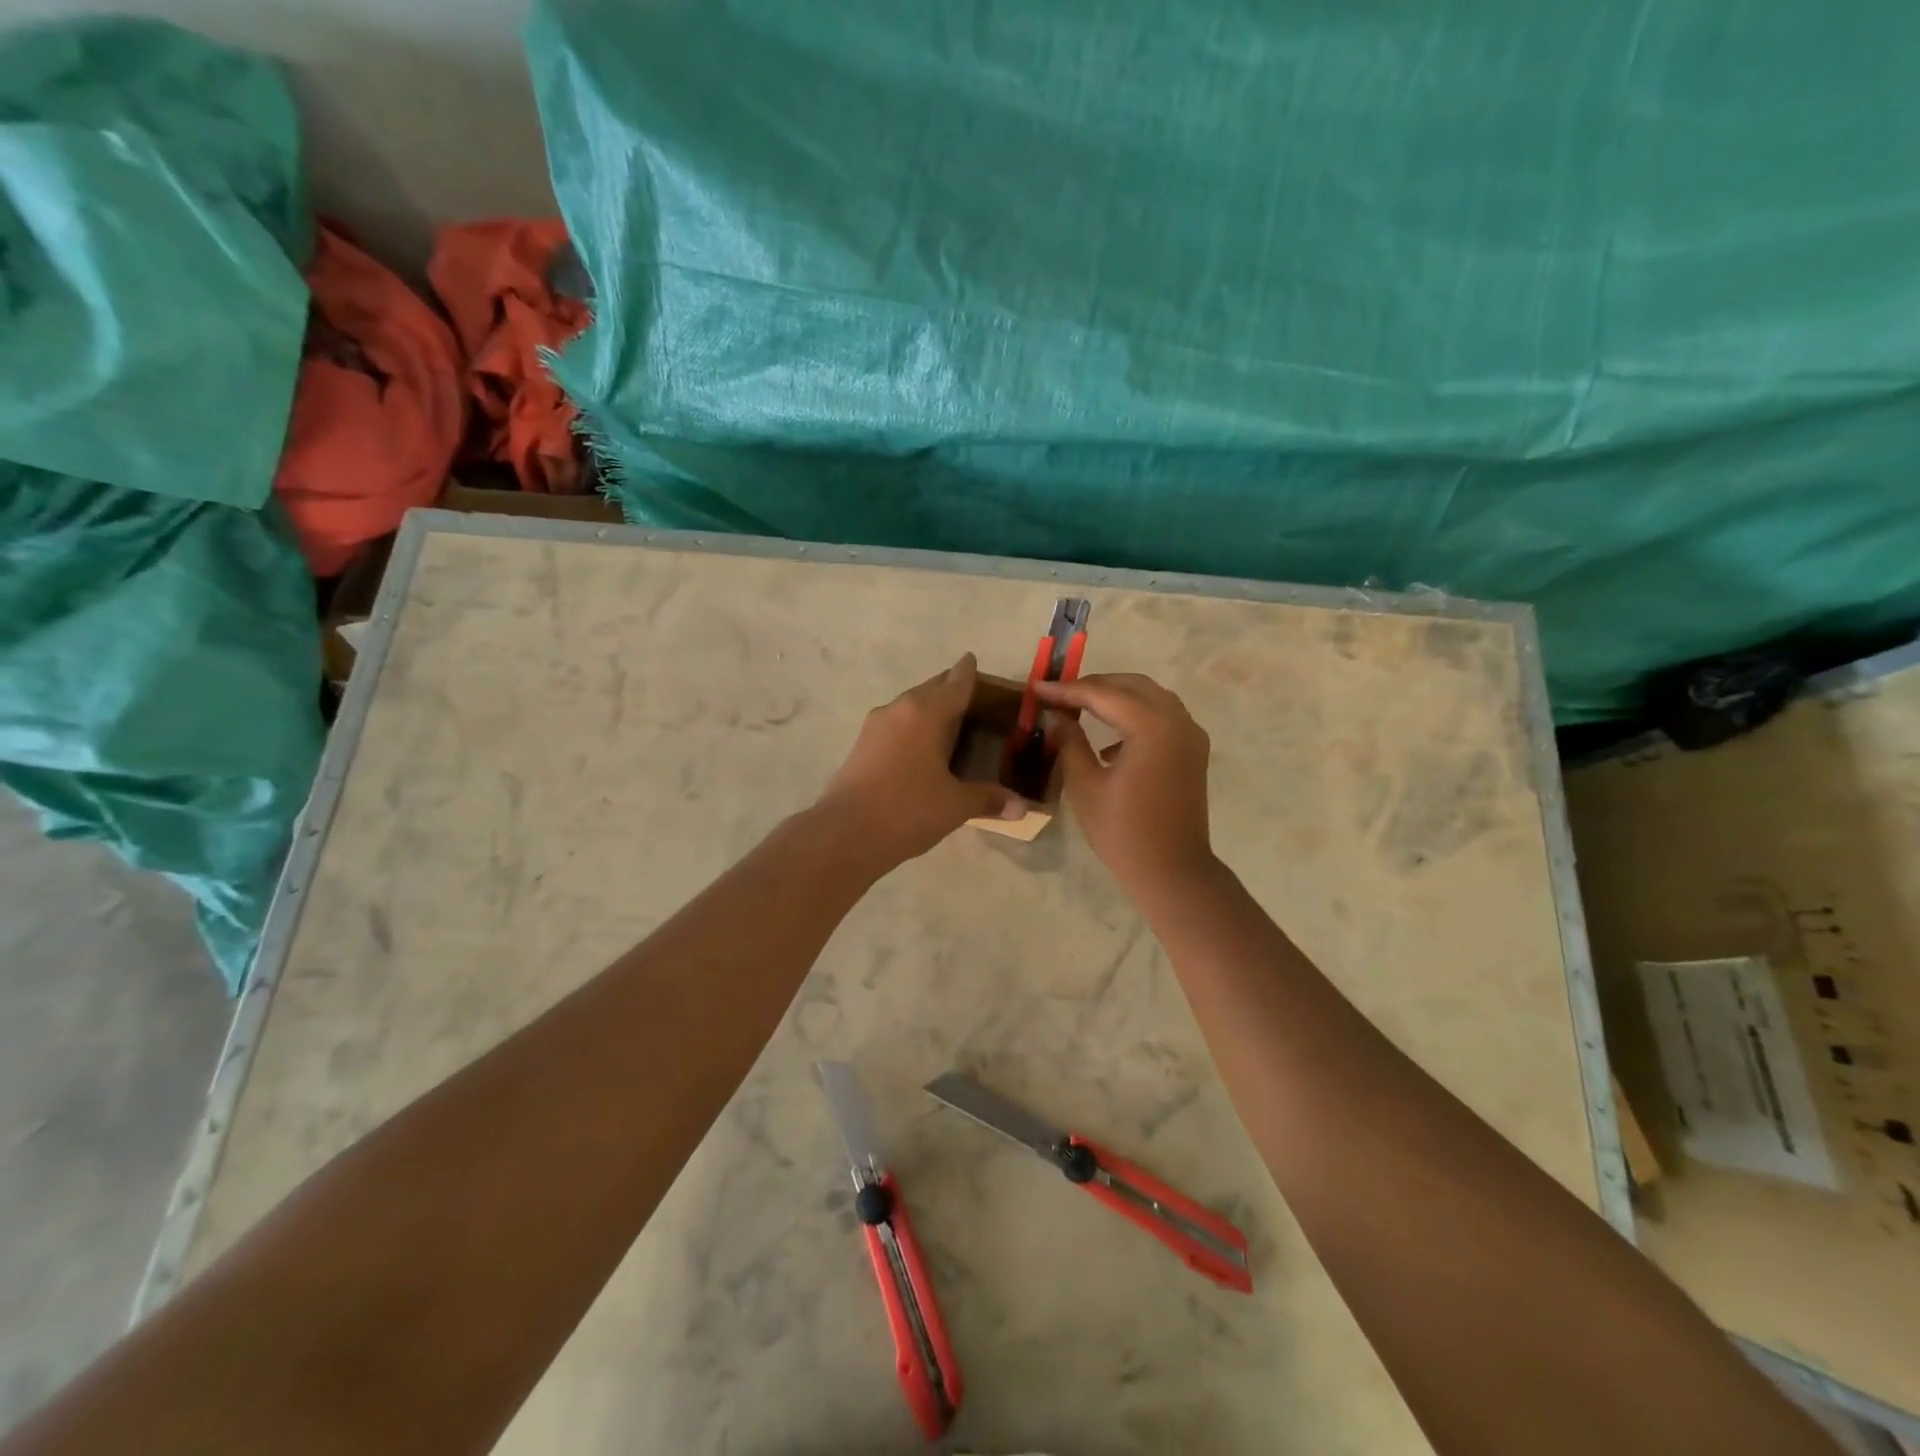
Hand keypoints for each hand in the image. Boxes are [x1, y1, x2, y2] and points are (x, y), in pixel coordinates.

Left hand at [816, 654, 1023, 866]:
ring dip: (929, 708)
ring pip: (910, 706)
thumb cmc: (908, 810)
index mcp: (927, 712)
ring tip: (950, 722)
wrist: (845, 833)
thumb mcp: (956, 805)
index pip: (956, 682)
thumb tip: (1022, 807)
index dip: (968, 671)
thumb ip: (989, 799)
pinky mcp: (861, 745)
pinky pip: (896, 724)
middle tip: (972, 697)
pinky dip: (913, 727)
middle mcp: (900, 708)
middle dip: (950, 688)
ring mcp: (876, 725)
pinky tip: (922, 747)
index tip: (973, 660)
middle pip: (931, 689)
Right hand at [1035, 672, 1215, 892]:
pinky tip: (1108, 742)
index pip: (1103, 694)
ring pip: (1150, 698)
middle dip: (1094, 686)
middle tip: (1059, 695)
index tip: (1038, 687)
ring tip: (1080, 709)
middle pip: (1132, 686)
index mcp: (1152, 726)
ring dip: (1116, 698)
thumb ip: (1070, 742)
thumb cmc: (1123, 831)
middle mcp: (1177, 720)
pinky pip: (1162, 718)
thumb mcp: (1085, 785)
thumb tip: (1056, 716)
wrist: (1172, 871)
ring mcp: (1190, 735)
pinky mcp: (1193, 752)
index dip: (1067, 690)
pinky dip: (1135, 717)